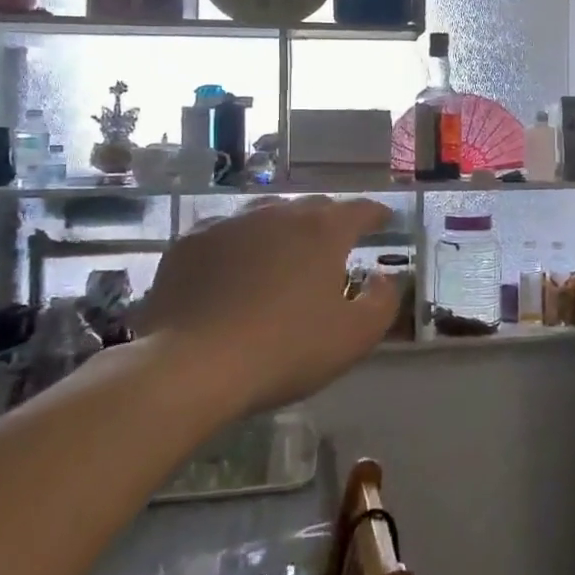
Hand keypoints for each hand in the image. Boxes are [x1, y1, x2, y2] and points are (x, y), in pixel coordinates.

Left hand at [134, 196, 400, 411]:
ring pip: (266, 214)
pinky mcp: (189, 243)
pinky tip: (234, 267)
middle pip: (312, 207)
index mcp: (322, 231)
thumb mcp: (355, 337)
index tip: (385, 220)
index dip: (376, 214)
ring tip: (283, 252)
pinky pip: (224, 232)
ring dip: (282, 228)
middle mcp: (277, 215)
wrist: (192, 366)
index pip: (360, 210)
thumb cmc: (286, 350)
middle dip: (329, 220)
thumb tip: (383, 278)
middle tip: (334, 244)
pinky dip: (239, 244)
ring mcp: (229, 224)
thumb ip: (382, 301)